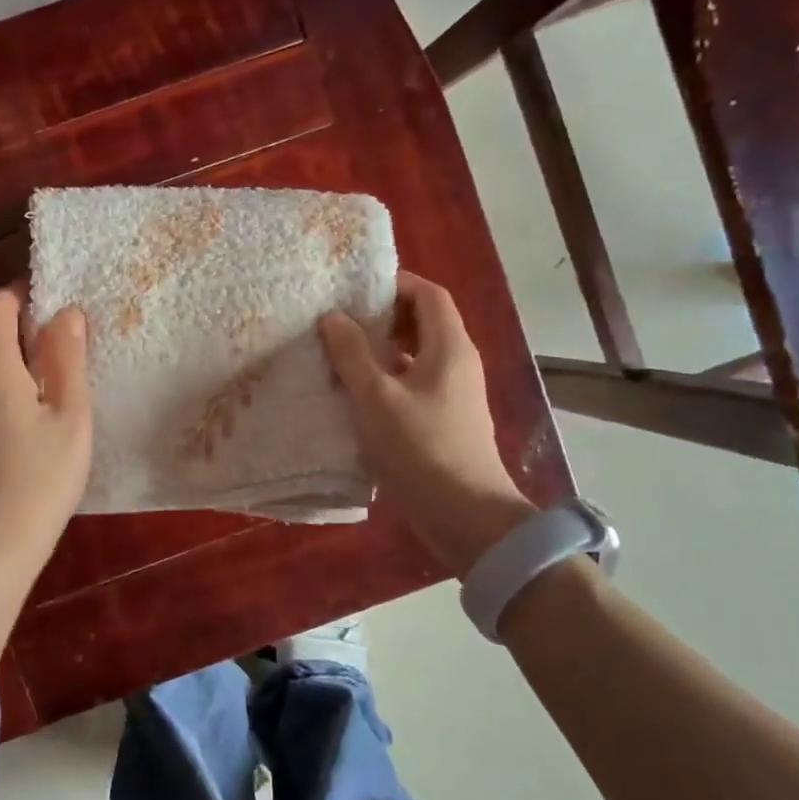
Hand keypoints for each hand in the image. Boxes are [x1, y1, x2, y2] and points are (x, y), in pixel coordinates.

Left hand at [0, 285, 91, 591]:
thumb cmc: (42, 473)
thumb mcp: (70, 411)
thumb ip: (68, 356)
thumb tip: (67, 311)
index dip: (26, 292)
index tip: (62, 303)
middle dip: (26, 320)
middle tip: (71, 336)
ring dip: (20, 350)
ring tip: (63, 368)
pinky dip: (12, 377)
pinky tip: (42, 404)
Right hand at [320, 271, 535, 570]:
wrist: (465, 516)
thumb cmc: (420, 448)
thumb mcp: (376, 397)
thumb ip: (352, 354)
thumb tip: (333, 317)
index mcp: (449, 346)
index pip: (428, 294)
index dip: (394, 284)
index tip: (355, 290)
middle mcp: (458, 363)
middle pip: (424, 322)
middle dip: (383, 316)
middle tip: (341, 321)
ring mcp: (454, 394)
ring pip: (417, 355)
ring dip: (382, 350)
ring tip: (341, 355)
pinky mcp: (446, 420)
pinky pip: (415, 383)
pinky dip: (388, 379)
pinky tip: (357, 396)